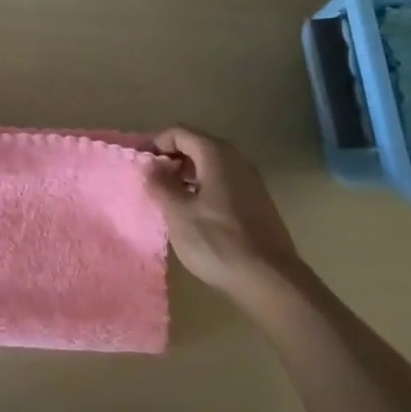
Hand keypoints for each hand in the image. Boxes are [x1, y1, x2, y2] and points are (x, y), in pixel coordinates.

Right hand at [151, 126, 306, 299]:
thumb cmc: (217, 241)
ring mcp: (251, 180)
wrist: (270, 279)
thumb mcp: (178, 213)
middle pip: (197, 145)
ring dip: (187, 175)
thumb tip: (151, 166)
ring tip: (170, 200)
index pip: (179, 132)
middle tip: (152, 183)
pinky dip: (204, 188)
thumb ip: (160, 184)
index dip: (156, 144)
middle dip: (171, 159)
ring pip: (211, 165)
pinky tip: (196, 214)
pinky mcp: (257, 202)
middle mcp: (236, 159)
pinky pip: (224, 182)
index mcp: (216, 154)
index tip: (141, 166)